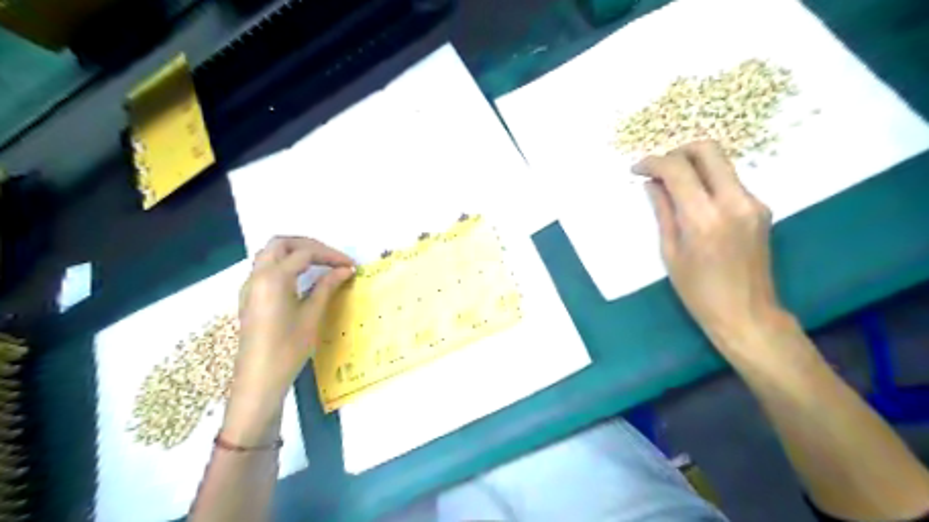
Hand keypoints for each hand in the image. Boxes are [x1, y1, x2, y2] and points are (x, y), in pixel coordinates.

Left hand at [222, 236, 354, 444]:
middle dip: (309, 245)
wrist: (259, 379)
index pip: (305, 253)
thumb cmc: (288, 348)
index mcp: (273, 278)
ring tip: (319, 263)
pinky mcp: (249, 296)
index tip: (350, 265)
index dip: (330, 255)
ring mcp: (250, 286)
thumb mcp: (312, 315)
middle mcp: (257, 275)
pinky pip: (265, 267)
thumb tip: (345, 269)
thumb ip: (327, 286)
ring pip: (270, 253)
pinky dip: (284, 263)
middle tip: (332, 258)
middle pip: (281, 244)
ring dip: (294, 251)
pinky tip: (301, 278)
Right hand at [635, 140, 778, 342]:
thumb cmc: (698, 291)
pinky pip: (729, 182)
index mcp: (704, 217)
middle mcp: (734, 201)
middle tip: (659, 169)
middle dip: (678, 152)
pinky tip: (694, 202)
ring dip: (693, 167)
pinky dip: (708, 182)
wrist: (747, 314)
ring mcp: (753, 202)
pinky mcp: (761, 208)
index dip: (653, 163)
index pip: (678, 169)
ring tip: (672, 187)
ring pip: (720, 164)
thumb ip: (663, 211)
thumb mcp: (670, 252)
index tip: (637, 170)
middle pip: (708, 150)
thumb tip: (652, 184)